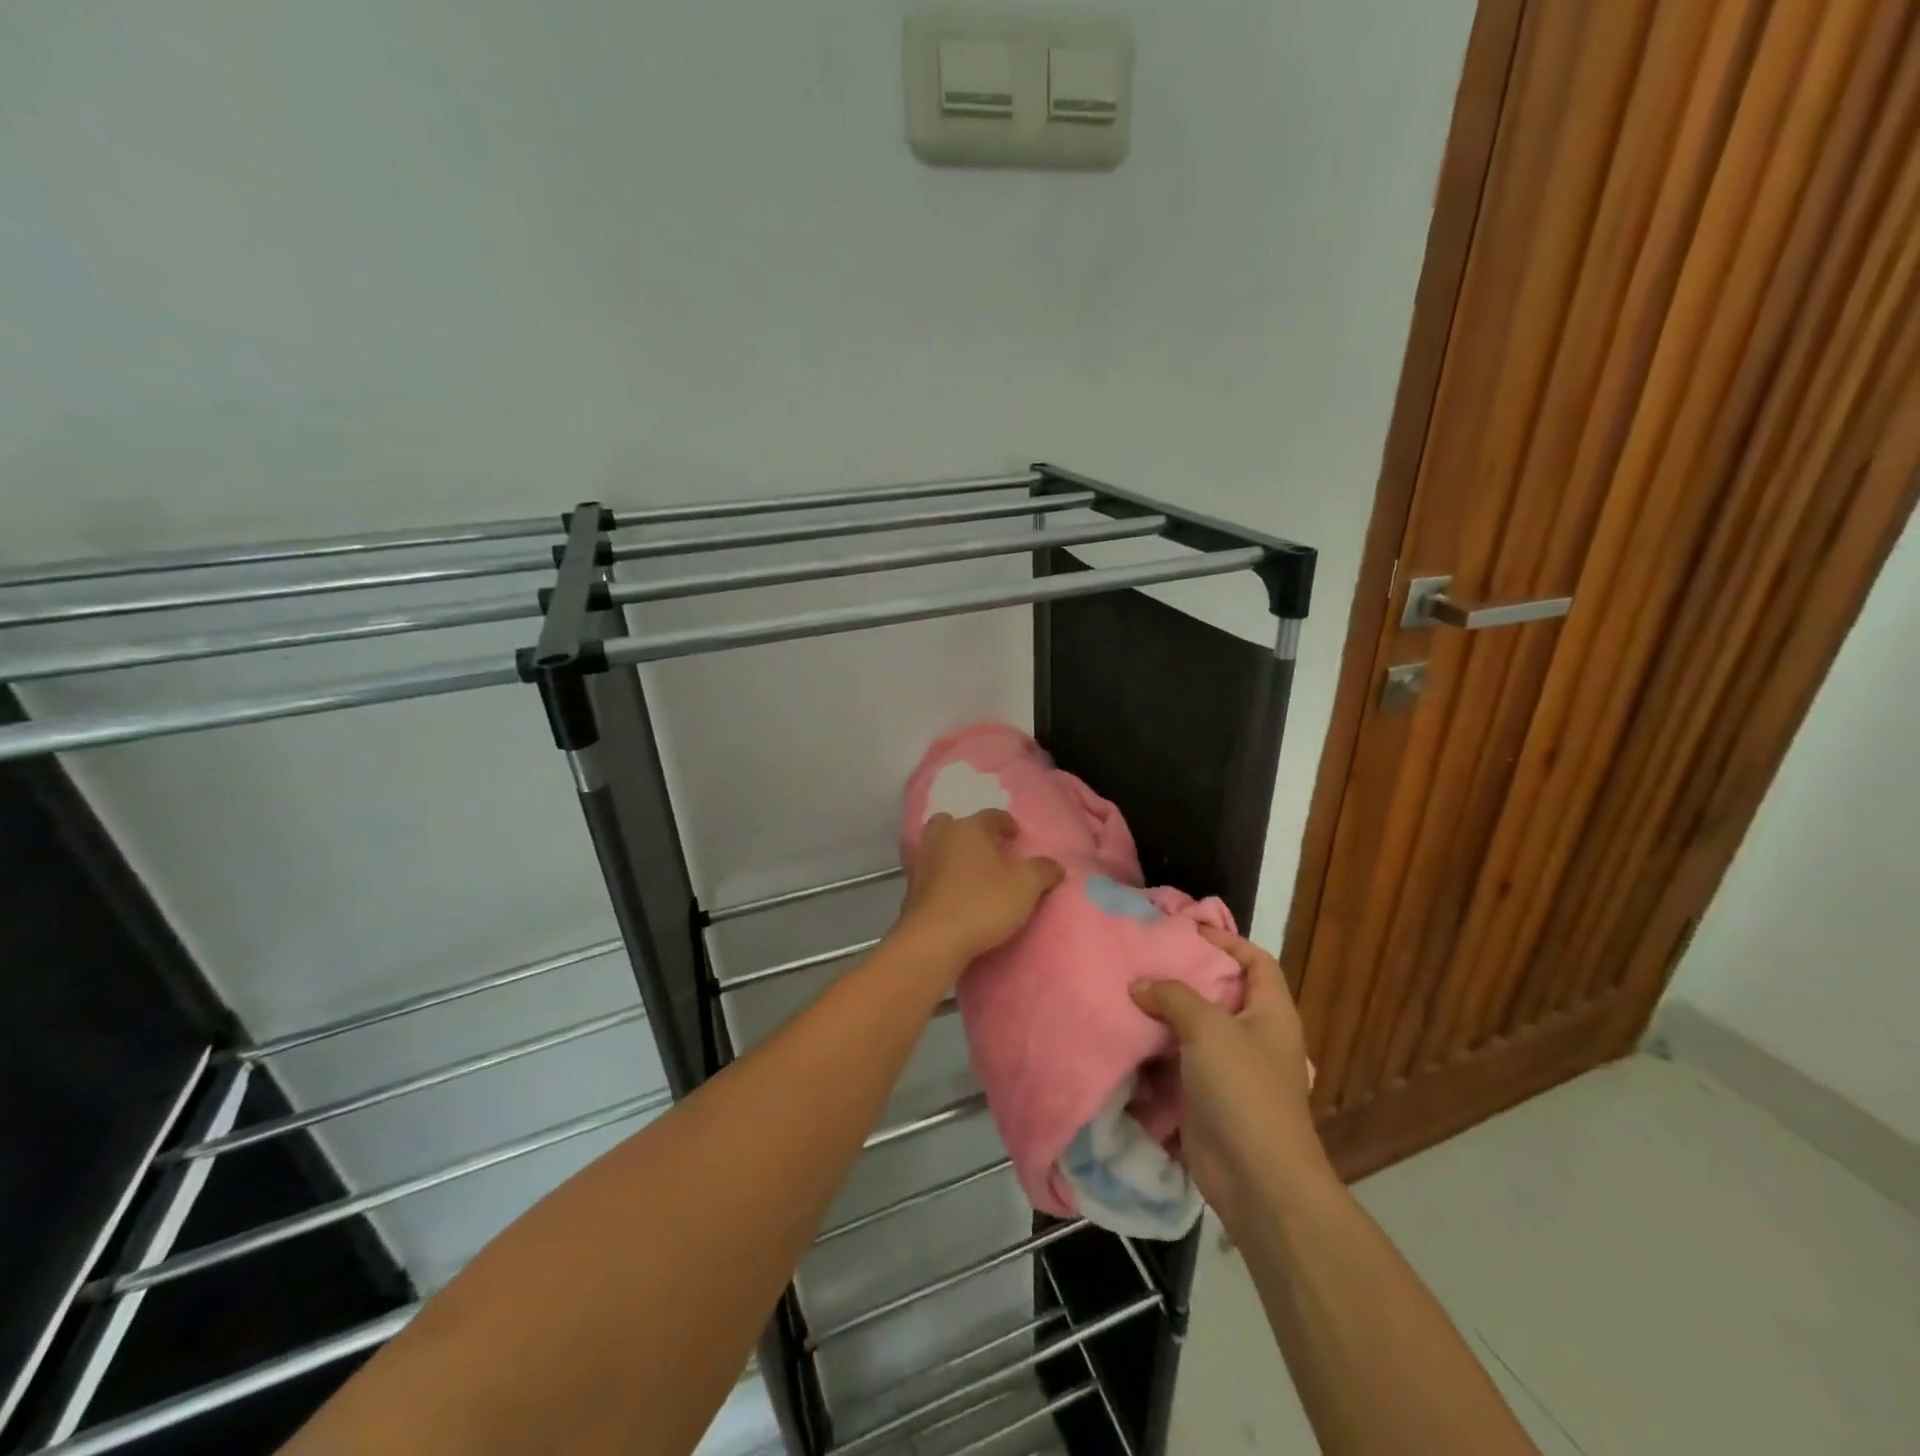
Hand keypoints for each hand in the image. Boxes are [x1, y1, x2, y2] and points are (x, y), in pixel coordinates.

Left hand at [896, 810, 1062, 971]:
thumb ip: (1043, 870)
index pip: (990, 816)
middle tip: (986, 850)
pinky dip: (940, 878)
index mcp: (968, 829)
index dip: (1006, 823)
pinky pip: (928, 874)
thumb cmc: (982, 903)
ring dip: (950, 854)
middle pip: (951, 824)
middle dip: (968, 832)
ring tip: (970, 873)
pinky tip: (953, 894)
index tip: (1016, 836)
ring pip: (935, 847)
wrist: (933, 940)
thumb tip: (1053, 866)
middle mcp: (940, 839)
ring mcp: (920, 864)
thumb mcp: (1026, 886)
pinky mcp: (910, 891)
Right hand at [1130, 925, 1328, 1230]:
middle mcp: (1254, 1036)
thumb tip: (1139, 984)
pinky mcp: (1208, 1098)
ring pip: (1195, 1029)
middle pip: (1221, 993)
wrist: (1257, 1180)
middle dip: (1185, 976)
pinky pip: (1180, 1063)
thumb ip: (1173, 997)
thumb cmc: (1244, 1090)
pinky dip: (1157, 1051)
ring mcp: (1231, 1070)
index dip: (1227, 941)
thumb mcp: (1209, 1029)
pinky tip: (1128, 1037)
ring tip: (1127, 991)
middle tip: (1144, 957)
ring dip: (1165, 1014)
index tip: (1187, 929)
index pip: (1256, 961)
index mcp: (1271, 1013)